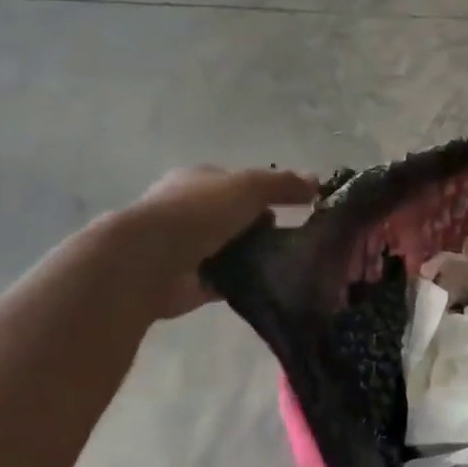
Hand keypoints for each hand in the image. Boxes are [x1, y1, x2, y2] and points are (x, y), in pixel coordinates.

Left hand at [124, 166, 320, 318]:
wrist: (149, 261)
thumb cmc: (199, 211)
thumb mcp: (249, 186)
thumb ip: (283, 184)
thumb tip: (317, 181)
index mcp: (199, 180)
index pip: (239, 183)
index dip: (269, 192)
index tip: (299, 206)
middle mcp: (191, 211)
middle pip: (237, 217)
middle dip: (264, 226)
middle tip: (297, 238)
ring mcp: (189, 248)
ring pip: (233, 249)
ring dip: (256, 256)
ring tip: (291, 264)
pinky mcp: (192, 282)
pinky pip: (228, 280)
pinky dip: (247, 282)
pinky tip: (273, 286)